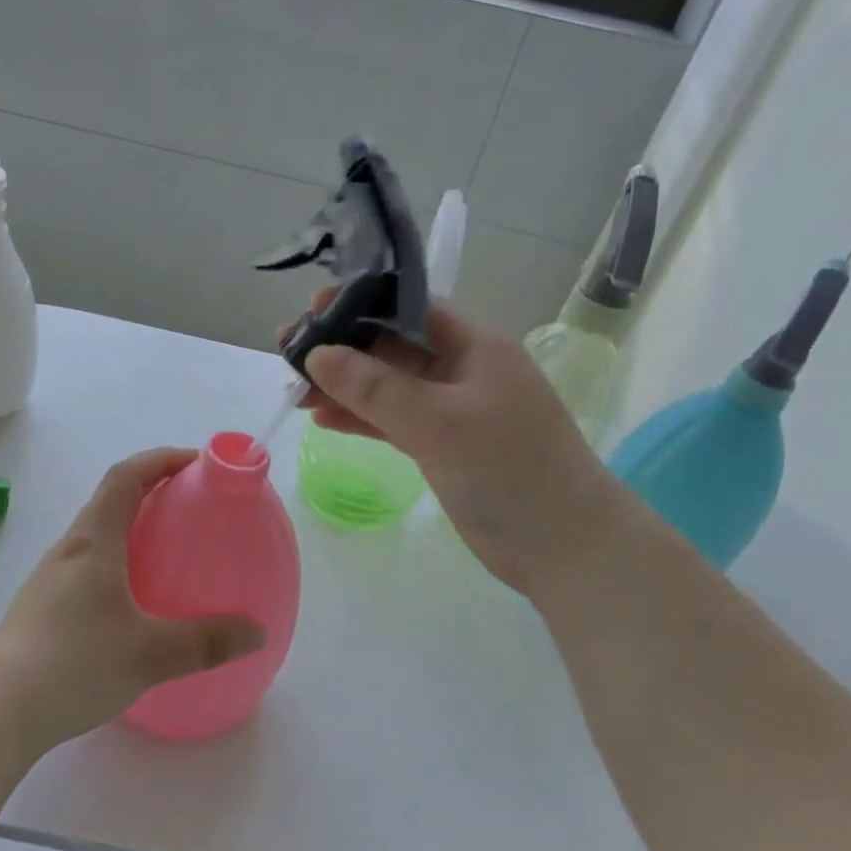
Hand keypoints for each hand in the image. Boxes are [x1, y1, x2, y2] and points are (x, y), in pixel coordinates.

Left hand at [0, 449, 266, 752]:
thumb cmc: (76, 666)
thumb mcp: (151, 655)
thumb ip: (208, 642)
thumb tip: (258, 632)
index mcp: (94, 544)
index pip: (125, 477)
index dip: (160, 459)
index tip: (196, 462)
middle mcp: (68, 551)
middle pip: (109, 501)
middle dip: (150, 490)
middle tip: (190, 506)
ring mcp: (49, 579)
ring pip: (94, 535)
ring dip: (130, 526)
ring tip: (166, 550)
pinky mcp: (40, 608)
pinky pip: (85, 566)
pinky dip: (115, 561)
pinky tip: (131, 602)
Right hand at [298, 296, 625, 600]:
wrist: (562, 546)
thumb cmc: (508, 469)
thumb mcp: (438, 422)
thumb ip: (375, 387)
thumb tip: (317, 354)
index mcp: (474, 345)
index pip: (409, 307)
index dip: (360, 304)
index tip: (311, 311)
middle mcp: (462, 369)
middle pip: (392, 346)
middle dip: (342, 348)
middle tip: (289, 354)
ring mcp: (451, 410)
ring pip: (387, 387)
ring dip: (344, 387)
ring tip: (294, 391)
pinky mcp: (442, 446)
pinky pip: (392, 421)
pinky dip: (361, 419)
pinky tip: (324, 420)